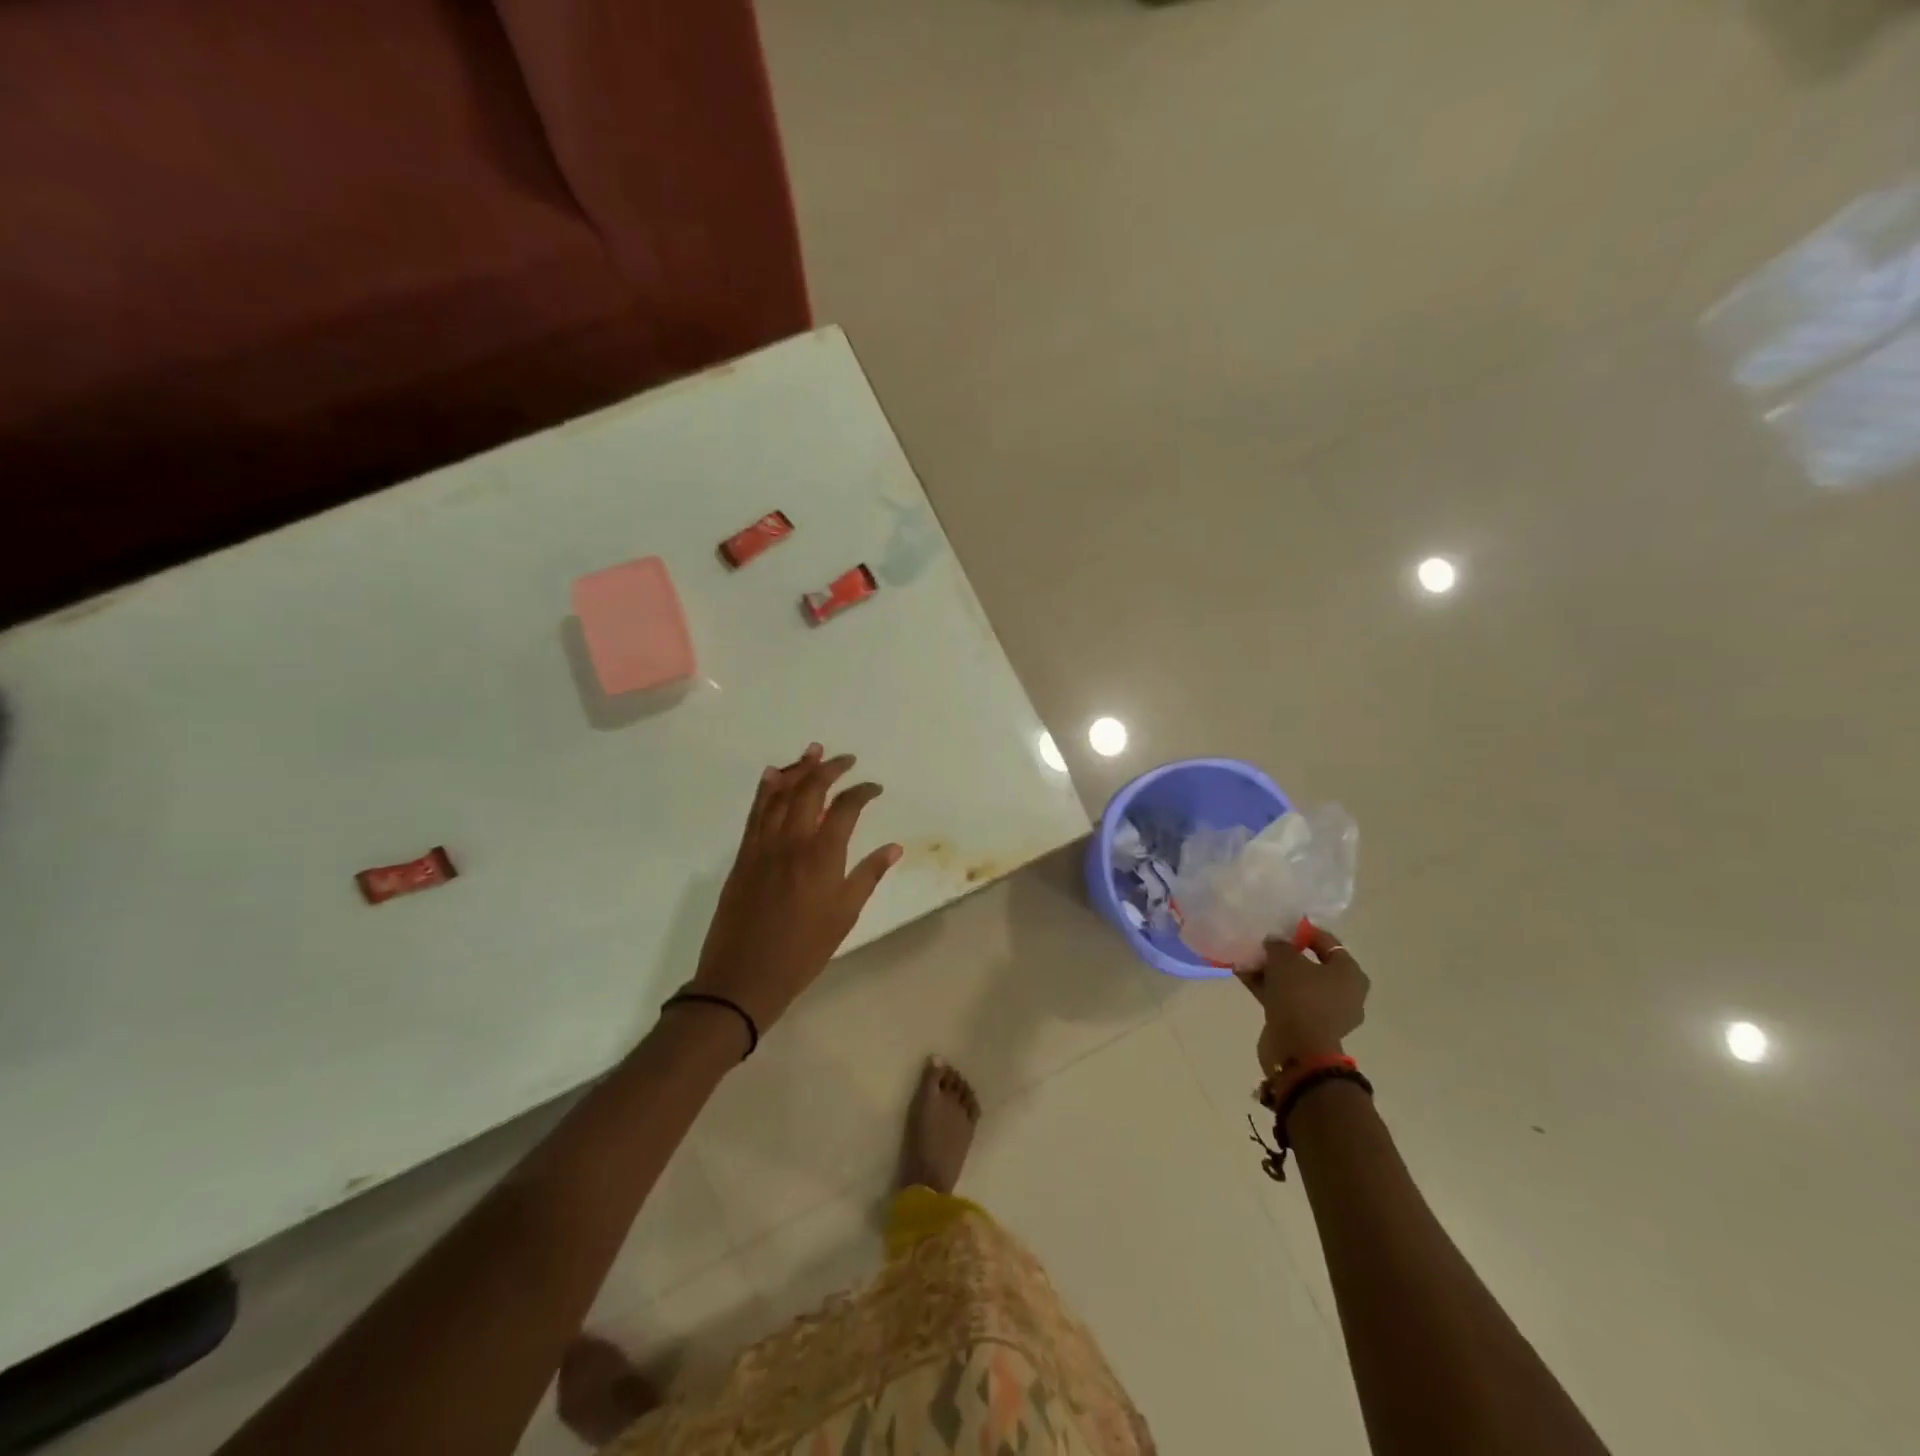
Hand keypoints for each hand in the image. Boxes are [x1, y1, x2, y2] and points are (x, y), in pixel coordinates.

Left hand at [688, 744, 901, 1037]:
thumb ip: (868, 875)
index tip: (874, 788)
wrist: (743, 976)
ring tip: (812, 751)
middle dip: (829, 769)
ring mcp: (763, 845)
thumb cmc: (803, 951)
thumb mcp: (844, 916)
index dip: (862, 792)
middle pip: (810, 790)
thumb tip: (893, 847)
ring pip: (780, 794)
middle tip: (845, 759)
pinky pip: (756, 812)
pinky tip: (772, 775)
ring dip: (797, 769)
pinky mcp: (744, 855)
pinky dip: (766, 789)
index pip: (846, 808)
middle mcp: (792, 841)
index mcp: (822, 856)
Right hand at [1234, 925, 1368, 1073]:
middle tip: (1262, 944)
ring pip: (1295, 984)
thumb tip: (1274, 942)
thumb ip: (1279, 945)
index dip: (1303, 932)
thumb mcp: (1285, 960)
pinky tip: (1243, 976)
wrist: (1297, 1050)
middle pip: (1310, 965)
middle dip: (1284, 955)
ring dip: (1271, 972)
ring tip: (1246, 959)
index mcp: (1350, 974)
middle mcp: (1344, 993)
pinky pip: (1286, 1000)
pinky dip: (1268, 988)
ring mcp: (1325, 1012)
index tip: (1279, 928)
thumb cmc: (1300, 997)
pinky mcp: (1306, 1026)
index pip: (1328, 943)